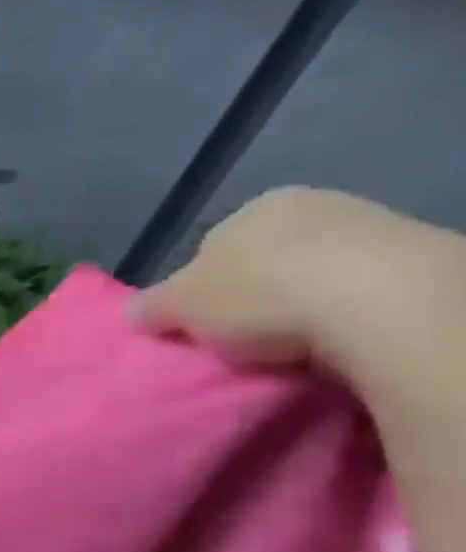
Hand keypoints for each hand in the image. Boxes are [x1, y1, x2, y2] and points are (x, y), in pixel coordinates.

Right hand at [129, 188, 465, 387]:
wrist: (385, 302)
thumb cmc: (260, 293)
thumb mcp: (176, 306)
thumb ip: (149, 306)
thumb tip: (133, 312)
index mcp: (254, 207)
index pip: (210, 249)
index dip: (197, 289)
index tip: (197, 323)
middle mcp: (314, 205)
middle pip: (263, 260)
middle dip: (250, 295)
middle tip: (238, 337)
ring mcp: (373, 227)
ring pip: (313, 275)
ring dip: (300, 307)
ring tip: (288, 346)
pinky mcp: (418, 259)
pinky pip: (360, 292)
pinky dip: (344, 315)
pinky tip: (337, 340)